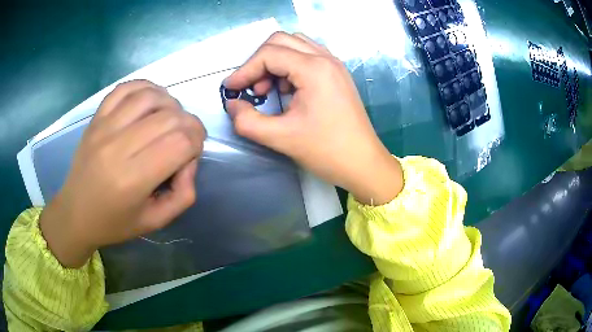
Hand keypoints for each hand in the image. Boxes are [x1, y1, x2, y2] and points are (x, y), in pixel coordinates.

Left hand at [40, 80, 205, 267]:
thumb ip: (183, 195)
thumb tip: (189, 160)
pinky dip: (147, 88)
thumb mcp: (155, 221)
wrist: (76, 213)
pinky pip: (126, 88)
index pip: (180, 142)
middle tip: (188, 137)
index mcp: (132, 180)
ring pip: (150, 96)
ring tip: (171, 119)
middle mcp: (117, 147)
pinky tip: (152, 101)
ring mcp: (104, 127)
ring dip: (171, 104)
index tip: (193, 153)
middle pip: (169, 117)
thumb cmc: (114, 223)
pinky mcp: (96, 118)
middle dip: (190, 124)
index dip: (197, 142)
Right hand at [224, 32, 402, 205]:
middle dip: (259, 61)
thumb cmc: (326, 151)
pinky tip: (289, 89)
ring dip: (275, 61)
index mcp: (314, 69)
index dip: (244, 70)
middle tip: (253, 89)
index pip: (269, 54)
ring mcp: (334, 64)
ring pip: (295, 44)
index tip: (231, 89)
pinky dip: (290, 65)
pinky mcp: (337, 74)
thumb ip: (247, 121)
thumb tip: (232, 104)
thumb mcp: (280, 138)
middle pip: (281, 40)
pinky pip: (307, 56)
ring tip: (270, 89)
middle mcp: (325, 58)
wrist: (363, 163)